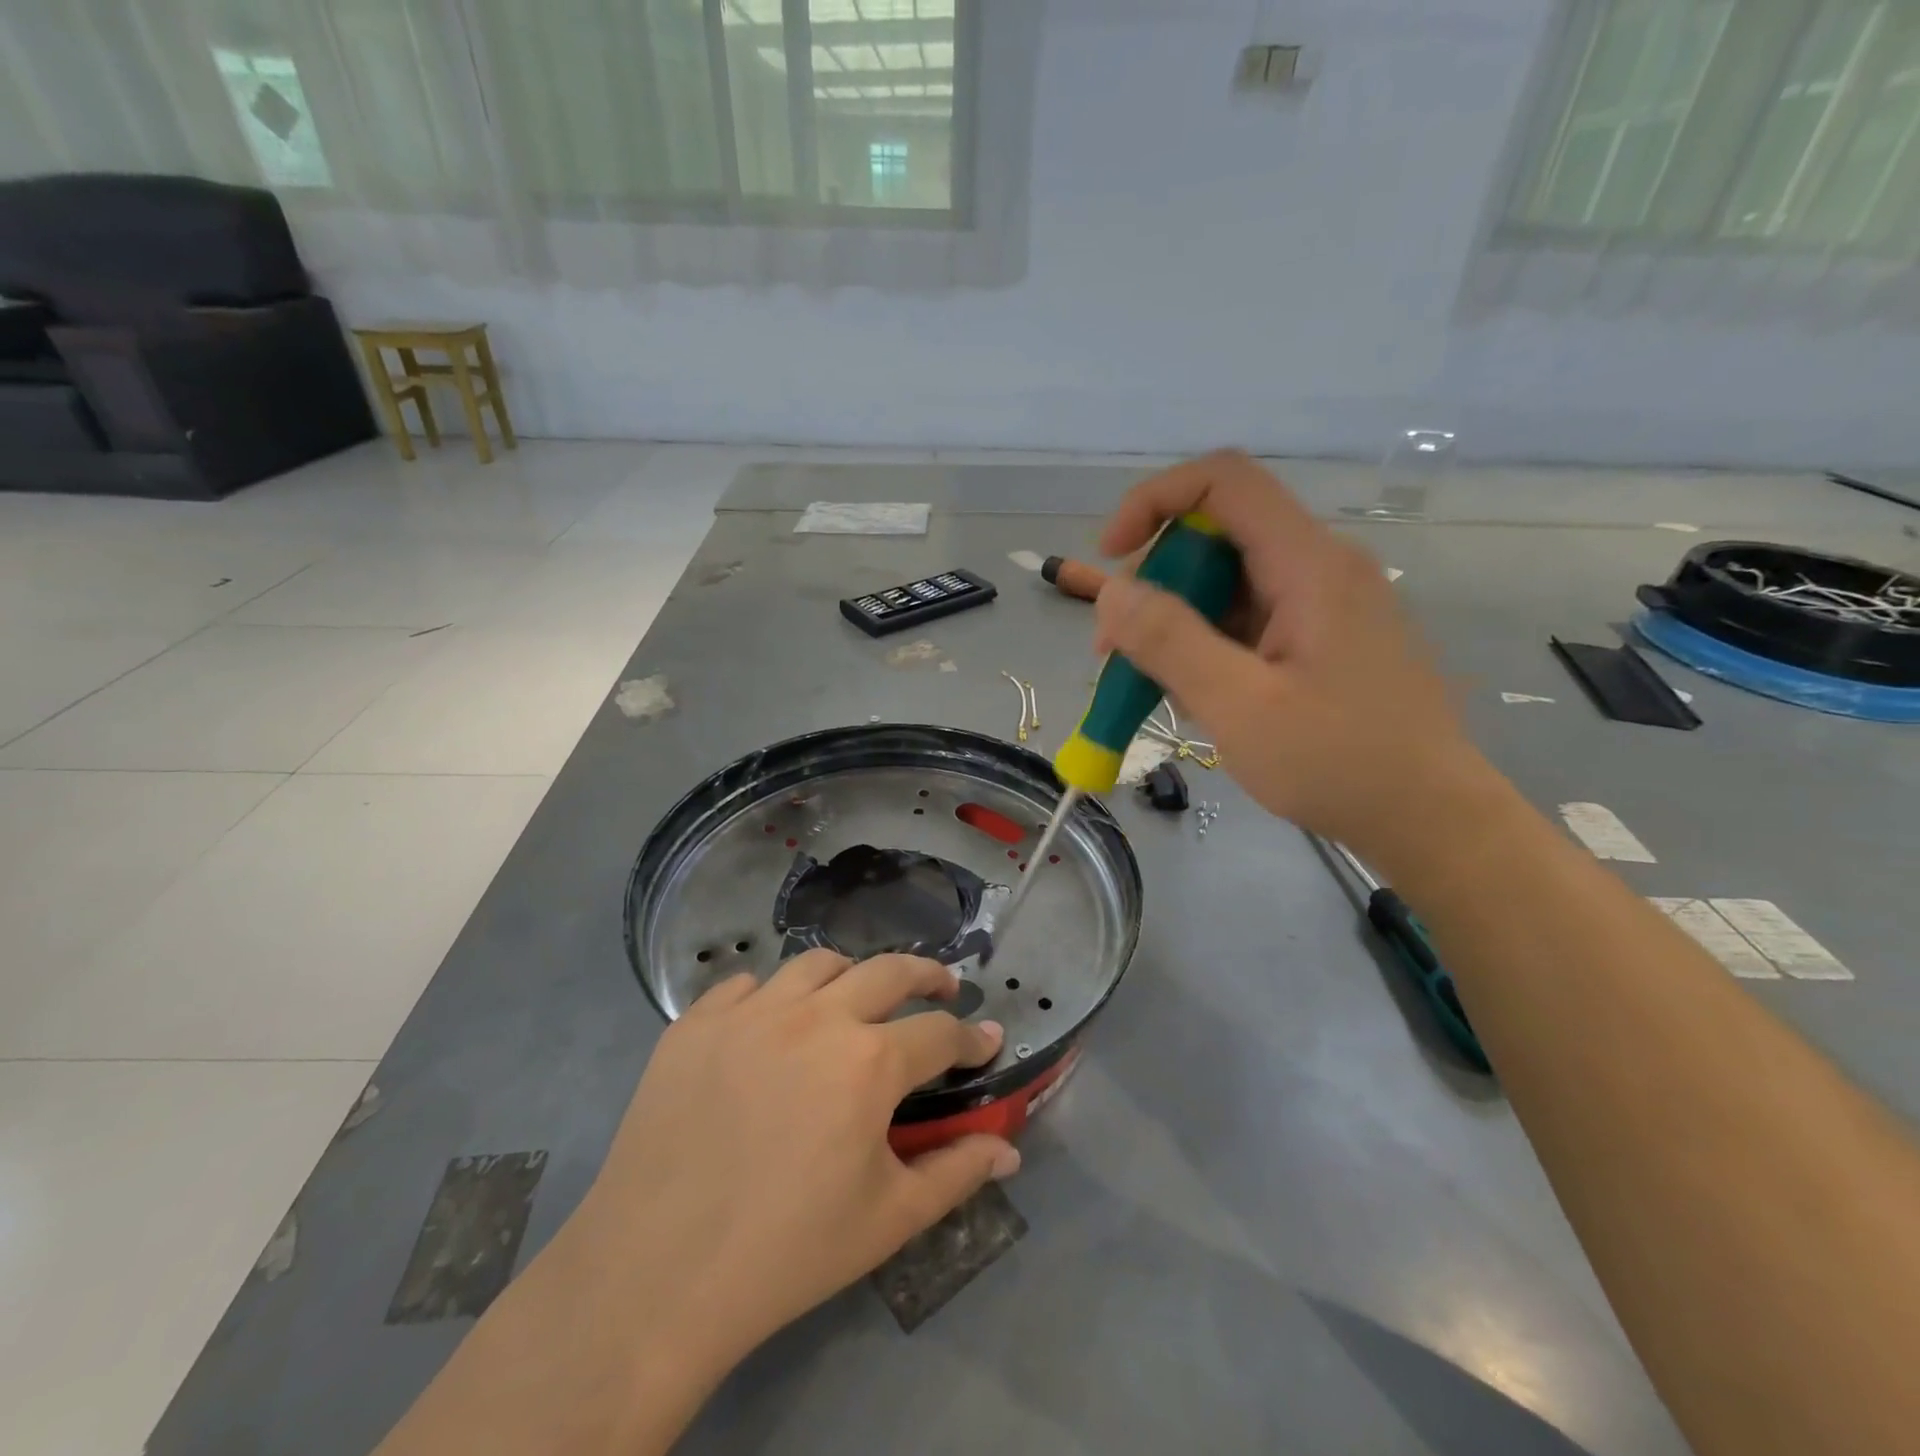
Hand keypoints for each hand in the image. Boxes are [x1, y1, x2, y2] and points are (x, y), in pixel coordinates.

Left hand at [574, 951, 1015, 1369]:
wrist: (654, 1275)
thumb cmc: (788, 1251)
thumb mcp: (888, 1219)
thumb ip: (956, 1173)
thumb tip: (1008, 1151)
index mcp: (868, 1061)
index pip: (940, 1033)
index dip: (971, 1037)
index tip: (986, 1038)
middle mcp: (816, 1015)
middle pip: (888, 970)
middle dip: (928, 975)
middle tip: (943, 987)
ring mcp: (751, 1010)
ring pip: (817, 963)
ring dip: (850, 976)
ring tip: (855, 1000)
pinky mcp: (696, 1022)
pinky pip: (746, 985)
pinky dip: (772, 995)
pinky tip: (771, 1026)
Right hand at [1096, 450, 1472, 852]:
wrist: (1431, 819)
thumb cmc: (1339, 763)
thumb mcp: (1240, 706)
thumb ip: (1170, 642)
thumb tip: (1111, 591)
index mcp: (1309, 565)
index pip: (1223, 482)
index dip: (1154, 501)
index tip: (1112, 558)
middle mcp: (1320, 568)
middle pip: (1217, 536)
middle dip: (1155, 584)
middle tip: (1116, 652)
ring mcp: (1324, 605)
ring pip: (1227, 584)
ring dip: (1176, 625)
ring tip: (1153, 689)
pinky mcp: (1322, 639)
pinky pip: (1248, 621)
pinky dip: (1208, 648)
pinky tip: (1198, 699)